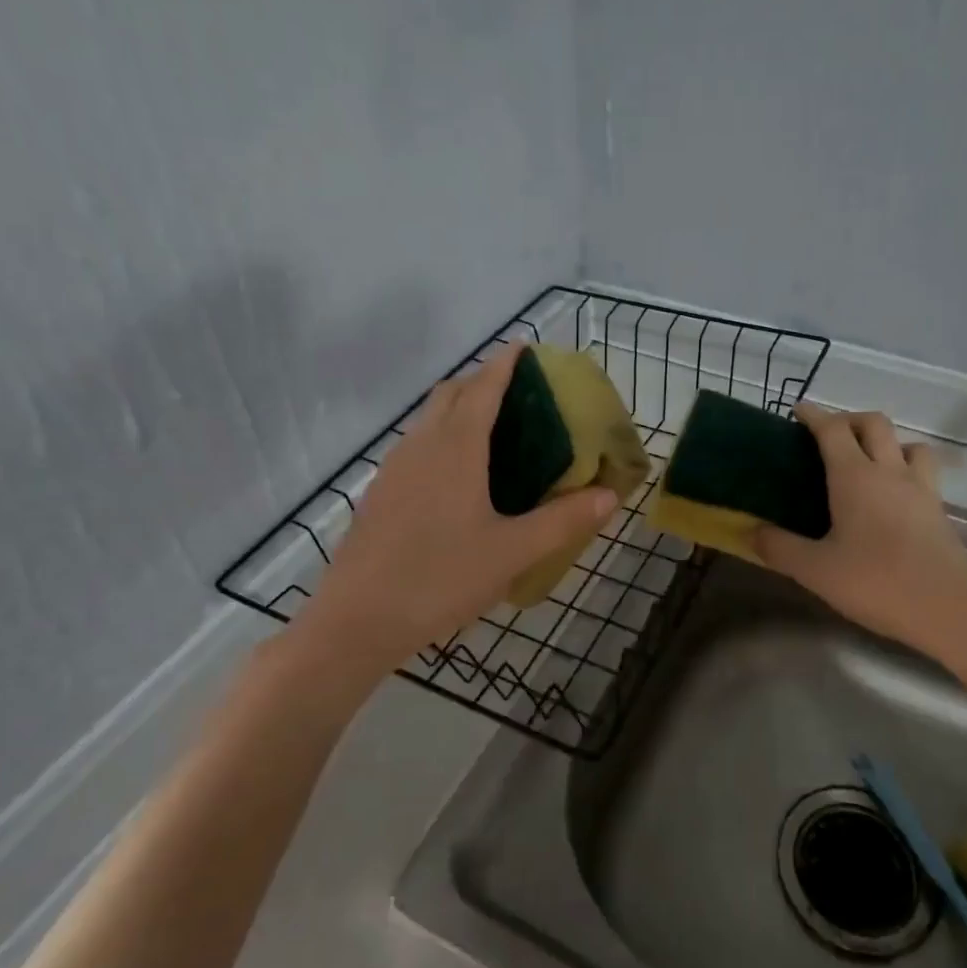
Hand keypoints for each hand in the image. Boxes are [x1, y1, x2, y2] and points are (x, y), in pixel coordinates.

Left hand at [286, 344, 618, 678]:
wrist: (357, 621)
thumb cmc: (440, 578)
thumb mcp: (512, 552)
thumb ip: (563, 521)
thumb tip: (609, 496)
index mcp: (456, 448)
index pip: (484, 387)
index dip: (505, 363)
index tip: (525, 347)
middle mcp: (421, 446)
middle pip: (451, 393)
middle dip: (482, 380)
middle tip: (518, 392)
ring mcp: (394, 468)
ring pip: (428, 419)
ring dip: (458, 407)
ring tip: (492, 428)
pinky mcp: (380, 493)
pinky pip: (416, 445)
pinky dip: (441, 436)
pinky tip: (457, 475)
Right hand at [754, 405, 966, 670]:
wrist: (950, 612)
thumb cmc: (877, 583)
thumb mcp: (816, 571)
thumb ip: (779, 547)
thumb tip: (751, 531)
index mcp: (855, 477)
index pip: (833, 429)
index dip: (814, 415)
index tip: (798, 411)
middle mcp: (890, 472)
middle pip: (874, 423)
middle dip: (849, 419)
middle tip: (828, 436)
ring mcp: (922, 490)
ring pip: (907, 444)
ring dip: (886, 442)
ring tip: (867, 463)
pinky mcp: (939, 511)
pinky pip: (922, 472)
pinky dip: (904, 469)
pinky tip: (891, 497)